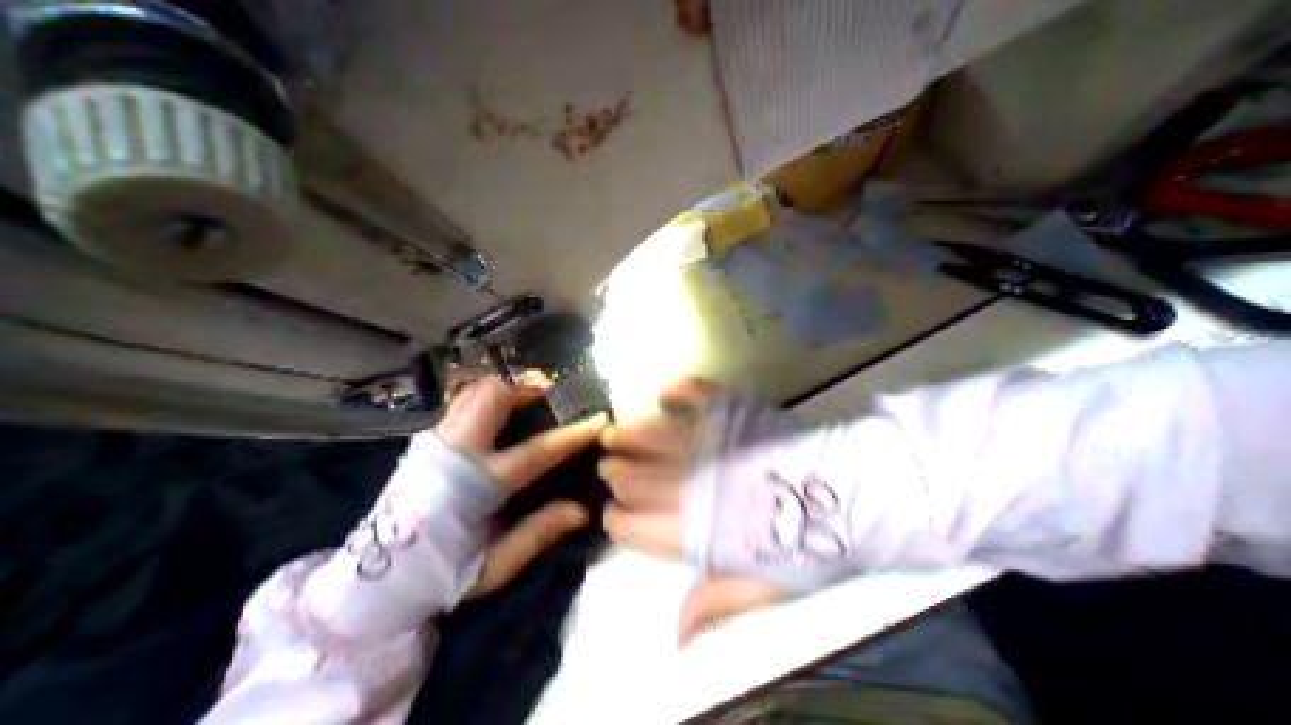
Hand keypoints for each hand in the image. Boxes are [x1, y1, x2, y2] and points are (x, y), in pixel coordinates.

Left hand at [432, 378, 612, 595]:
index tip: (598, 420)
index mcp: (474, 486)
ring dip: (508, 387)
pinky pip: (463, 402)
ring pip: (475, 391)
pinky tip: (503, 412)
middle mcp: (454, 453)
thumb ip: (538, 534)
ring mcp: (436, 441)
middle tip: (552, 395)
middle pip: (493, 395)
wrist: (371, 583)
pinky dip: (489, 396)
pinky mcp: (427, 441)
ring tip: (531, 399)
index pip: (536, 451)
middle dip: (528, 387)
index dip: (572, 434)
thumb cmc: (439, 576)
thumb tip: (582, 509)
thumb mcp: (494, 567)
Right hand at [595, 380, 786, 645]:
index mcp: (696, 527)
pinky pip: (696, 394)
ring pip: (653, 438)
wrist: (851, 495)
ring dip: (629, 437)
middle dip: (617, 475)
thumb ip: (715, 601)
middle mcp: (692, 482)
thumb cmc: (809, 544)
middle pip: (637, 478)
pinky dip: (678, 392)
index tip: (612, 515)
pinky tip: (665, 396)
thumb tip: (676, 637)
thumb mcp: (765, 587)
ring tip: (614, 435)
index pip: (636, 525)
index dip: (618, 520)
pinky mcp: (731, 413)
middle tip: (609, 470)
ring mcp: (711, 442)